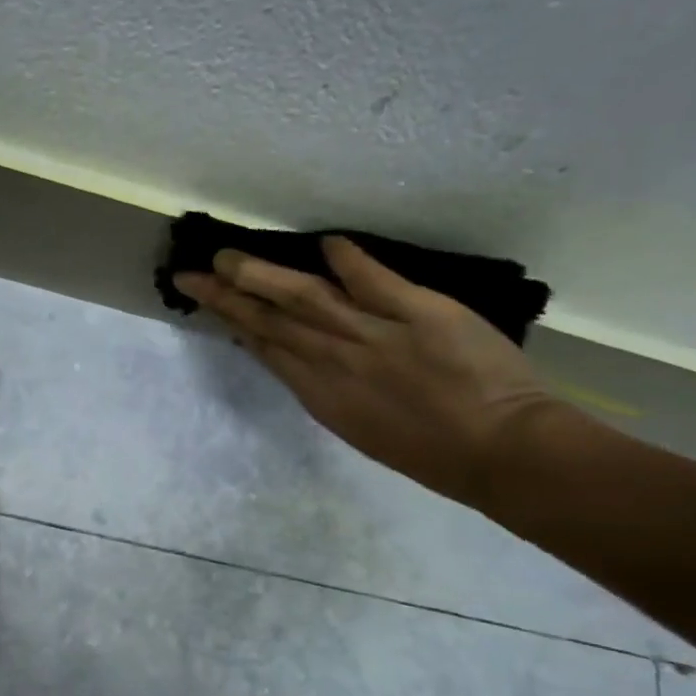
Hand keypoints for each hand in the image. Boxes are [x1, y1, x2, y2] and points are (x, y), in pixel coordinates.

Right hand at [174, 237, 561, 509]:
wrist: (501, 452)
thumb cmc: (432, 452)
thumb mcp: (363, 427)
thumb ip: (330, 388)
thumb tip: (299, 356)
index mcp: (322, 394)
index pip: (267, 348)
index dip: (233, 321)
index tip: (208, 300)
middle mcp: (336, 362)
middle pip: (272, 321)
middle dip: (228, 296)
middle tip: (194, 272)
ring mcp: (375, 336)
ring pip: (307, 300)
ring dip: (265, 276)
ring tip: (230, 257)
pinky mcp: (420, 314)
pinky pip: (375, 281)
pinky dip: (348, 260)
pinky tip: (324, 243)